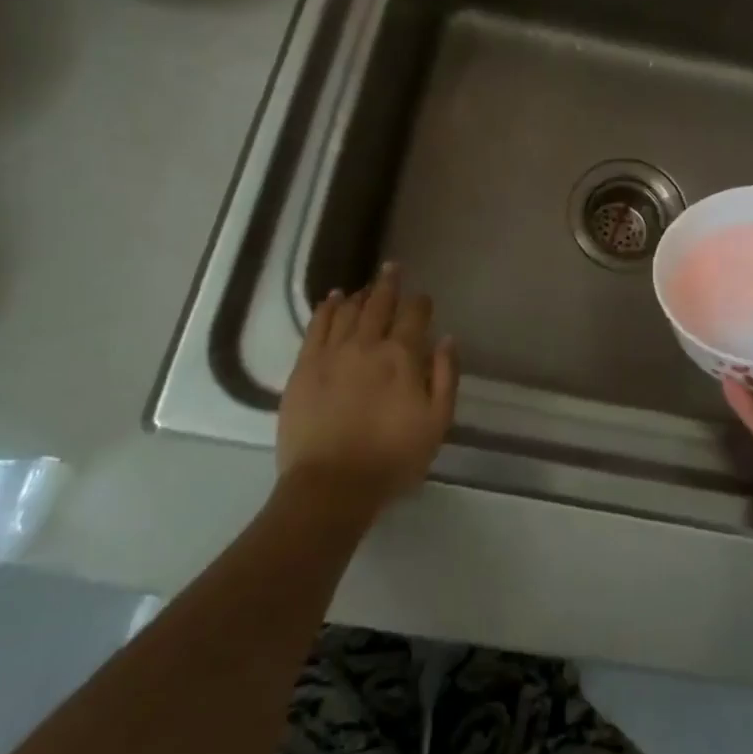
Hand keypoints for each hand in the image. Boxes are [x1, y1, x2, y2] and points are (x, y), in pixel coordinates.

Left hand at [278, 264, 458, 512]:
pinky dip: (326, 308)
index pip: (414, 315)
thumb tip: (448, 338)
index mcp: (402, 356)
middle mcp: (368, 344)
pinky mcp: (305, 366)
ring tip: (366, 285)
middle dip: (389, 283)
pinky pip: (317, 326)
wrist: (331, 486)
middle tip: (392, 267)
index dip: (420, 303)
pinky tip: (332, 299)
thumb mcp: (437, 423)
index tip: (423, 298)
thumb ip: (445, 376)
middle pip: (380, 304)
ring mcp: (332, 353)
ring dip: (360, 294)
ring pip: (348, 310)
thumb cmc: (392, 458)